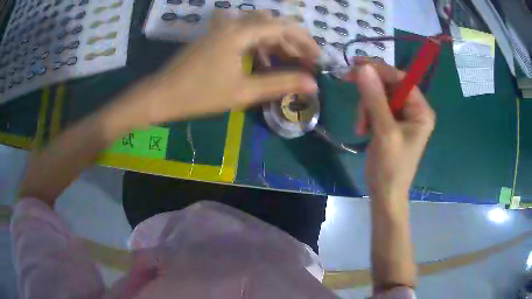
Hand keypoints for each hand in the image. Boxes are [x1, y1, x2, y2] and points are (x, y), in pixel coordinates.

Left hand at [131, 11, 320, 122]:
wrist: (161, 95)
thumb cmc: (200, 95)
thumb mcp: (243, 92)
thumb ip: (280, 84)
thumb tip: (312, 83)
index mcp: (240, 32)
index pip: (282, 27)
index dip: (304, 41)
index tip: (316, 58)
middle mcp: (232, 23)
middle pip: (272, 23)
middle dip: (292, 40)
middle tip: (304, 61)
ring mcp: (221, 28)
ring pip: (258, 27)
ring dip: (276, 41)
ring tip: (288, 61)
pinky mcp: (214, 36)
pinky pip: (243, 33)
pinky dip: (259, 43)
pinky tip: (263, 59)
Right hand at [349, 61, 435, 201]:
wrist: (385, 194)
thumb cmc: (391, 167)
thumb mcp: (384, 131)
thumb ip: (374, 99)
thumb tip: (363, 68)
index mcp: (421, 110)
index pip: (401, 79)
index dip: (379, 70)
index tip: (356, 66)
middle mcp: (414, 110)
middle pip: (390, 86)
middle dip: (370, 93)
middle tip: (352, 92)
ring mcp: (403, 117)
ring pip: (380, 96)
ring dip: (366, 106)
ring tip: (361, 126)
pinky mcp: (392, 123)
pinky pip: (377, 107)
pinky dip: (367, 114)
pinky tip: (363, 128)